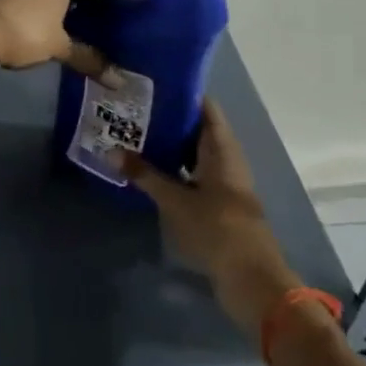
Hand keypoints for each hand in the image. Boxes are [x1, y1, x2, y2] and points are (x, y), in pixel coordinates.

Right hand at [119, 101, 302, 343]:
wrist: (253, 281)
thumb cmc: (217, 229)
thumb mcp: (175, 201)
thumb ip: (145, 175)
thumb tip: (111, 151)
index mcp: (222, 149)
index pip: (205, 107)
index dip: (182, 93)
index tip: (151, 84)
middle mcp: (226, 159)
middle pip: (198, 129)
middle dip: (168, 119)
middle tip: (133, 110)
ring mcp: (225, 183)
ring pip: (195, 154)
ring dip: (170, 146)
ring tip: (134, 136)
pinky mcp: (220, 204)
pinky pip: (194, 175)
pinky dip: (175, 169)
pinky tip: (150, 171)